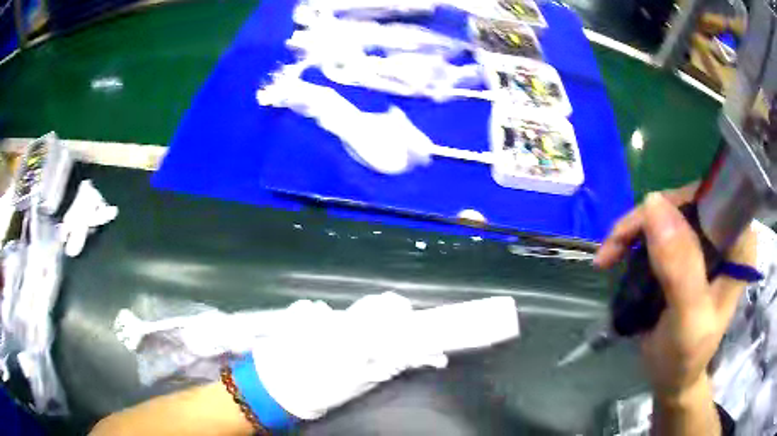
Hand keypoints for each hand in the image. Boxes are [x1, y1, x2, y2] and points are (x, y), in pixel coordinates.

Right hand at [594, 186, 754, 431]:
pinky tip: (618, 255)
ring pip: (668, 211)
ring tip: (609, 255)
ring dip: (636, 230)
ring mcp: (706, 239)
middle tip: (615, 247)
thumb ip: (680, 268)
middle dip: (648, 220)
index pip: (712, 195)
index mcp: (740, 243)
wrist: (673, 379)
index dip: (679, 202)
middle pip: (686, 200)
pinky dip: (635, 239)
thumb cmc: (687, 357)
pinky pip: (658, 227)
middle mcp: (726, 232)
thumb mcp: (688, 319)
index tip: (644, 232)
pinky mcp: (687, 249)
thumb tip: (652, 204)